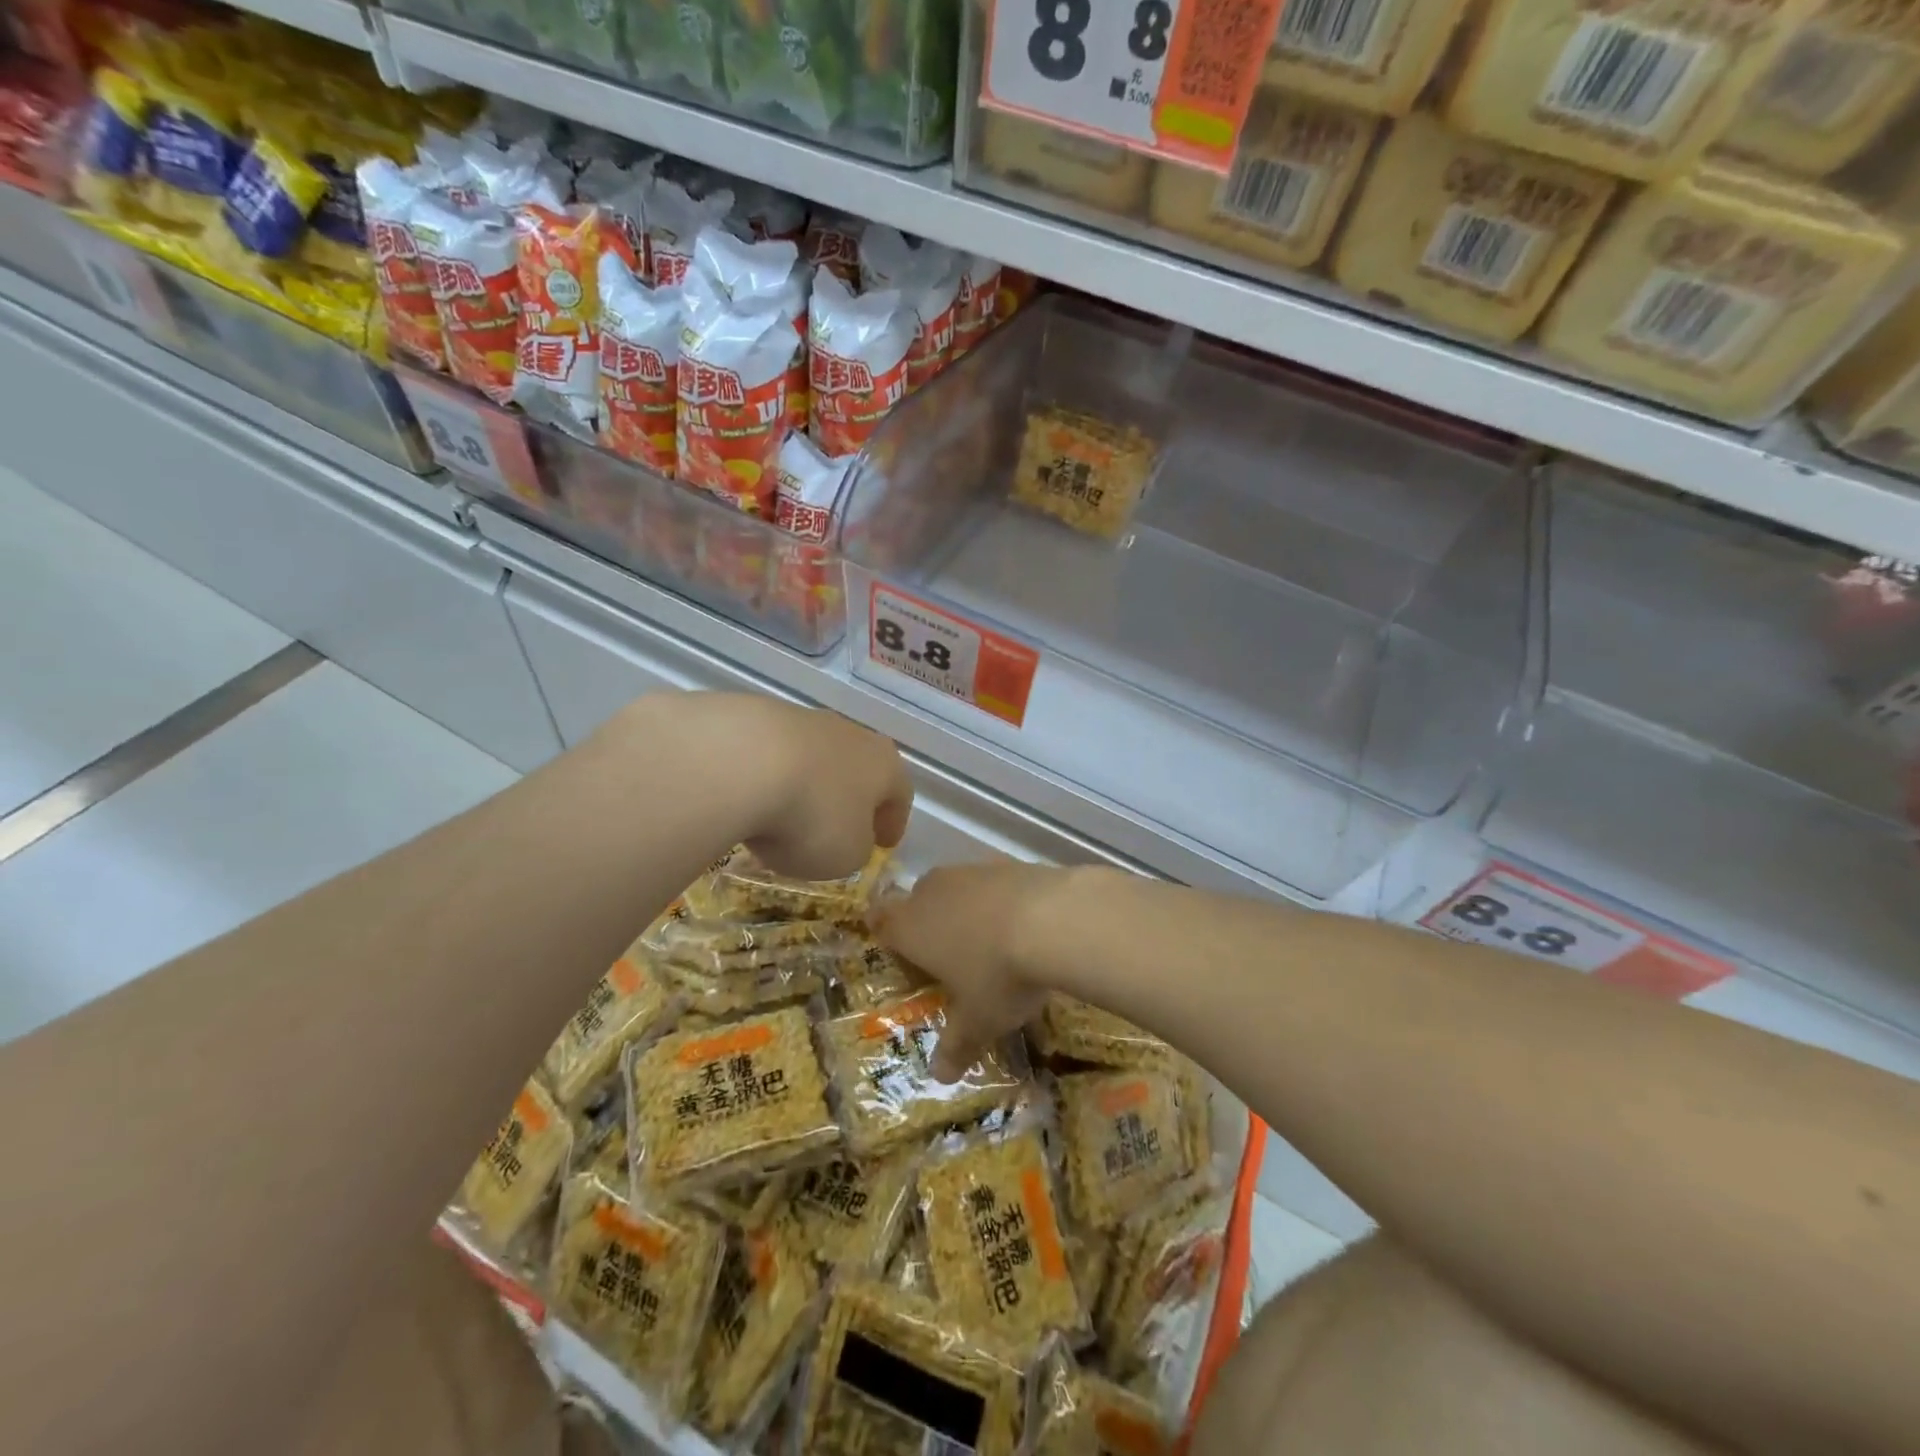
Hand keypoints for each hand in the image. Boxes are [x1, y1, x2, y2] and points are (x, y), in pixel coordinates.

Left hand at [605, 694, 913, 882]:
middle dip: (850, 798)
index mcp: (884, 765)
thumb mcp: (846, 855)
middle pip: (858, 768)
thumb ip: (855, 848)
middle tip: (839, 827)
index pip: (900, 794)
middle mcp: (850, 734)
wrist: (738, 762)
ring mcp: (802, 720)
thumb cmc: (811, 816)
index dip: (893, 822)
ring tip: (785, 816)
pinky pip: (772, 754)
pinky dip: (769, 776)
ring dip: (808, 785)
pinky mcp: (755, 715)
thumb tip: (847, 837)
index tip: (884, 844)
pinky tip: (750, 798)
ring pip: (814, 757)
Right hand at [871, 862, 1061, 1079]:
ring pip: (955, 888)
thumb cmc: (998, 974)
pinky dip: (998, 899)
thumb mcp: (979, 1021)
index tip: (899, 950)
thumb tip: (939, 1077)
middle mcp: (932, 891)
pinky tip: (1022, 922)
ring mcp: (970, 871)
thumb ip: (956, 1046)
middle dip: (928, 923)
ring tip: (990, 942)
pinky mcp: (1005, 862)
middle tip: (948, 955)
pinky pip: (990, 882)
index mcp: (911, 927)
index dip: (886, 933)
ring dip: (965, 909)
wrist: (1054, 918)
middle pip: (917, 901)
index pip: (880, 921)